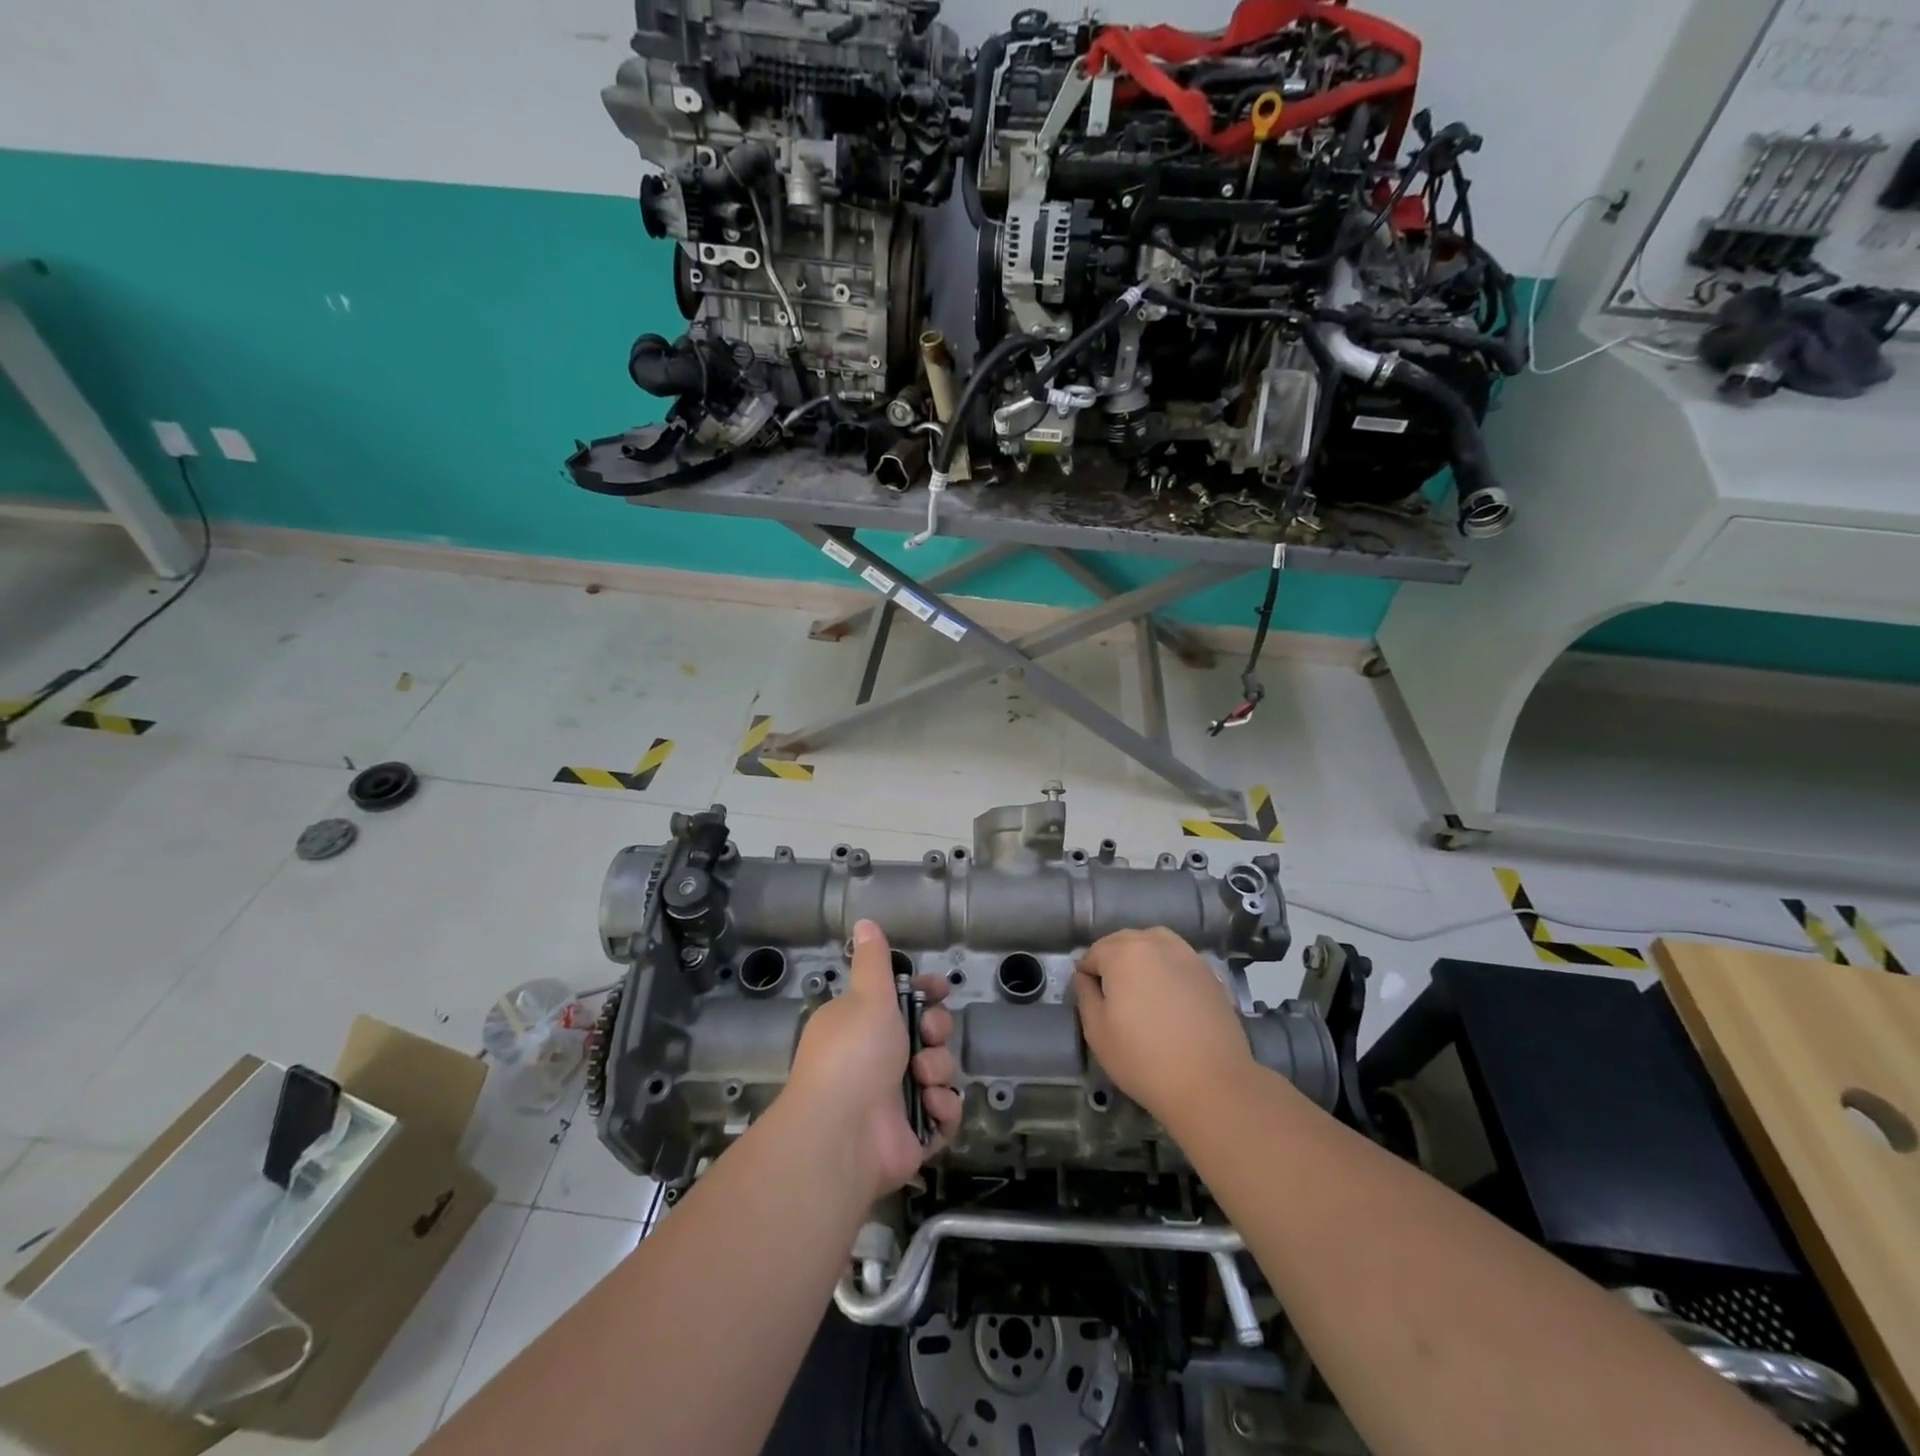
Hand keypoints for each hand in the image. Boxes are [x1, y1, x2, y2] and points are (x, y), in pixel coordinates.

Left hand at [784, 920, 961, 1199]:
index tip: (940, 989)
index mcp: (862, 1024)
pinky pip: (945, 1112)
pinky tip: (930, 1107)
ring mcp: (896, 1098)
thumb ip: (873, 961)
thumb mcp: (866, 996)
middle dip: (935, 1030)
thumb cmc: (854, 1053)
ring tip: (922, 1078)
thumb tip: (864, 922)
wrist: (842, 1134)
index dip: (925, 992)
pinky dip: (942, 1109)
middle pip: (928, 1033)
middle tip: (926, 1035)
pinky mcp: (914, 1133)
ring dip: (937, 1070)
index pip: (902, 1000)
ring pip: (940, 1070)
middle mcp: (877, 1059)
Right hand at [1074, 927, 1254, 1126]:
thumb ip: (1085, 995)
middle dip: (1112, 962)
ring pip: (1153, 944)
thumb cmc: (1143, 1059)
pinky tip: (1169, 997)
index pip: (1093, 953)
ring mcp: (1187, 955)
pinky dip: (1167, 969)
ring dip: (1140, 959)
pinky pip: (1177, 959)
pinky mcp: (1209, 973)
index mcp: (1123, 952)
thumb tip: (1084, 976)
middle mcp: (1155, 943)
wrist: (1212, 1084)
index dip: (1087, 975)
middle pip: (1123, 942)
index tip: (1091, 1000)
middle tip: (1113, 997)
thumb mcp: (1097, 1031)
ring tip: (1141, 991)